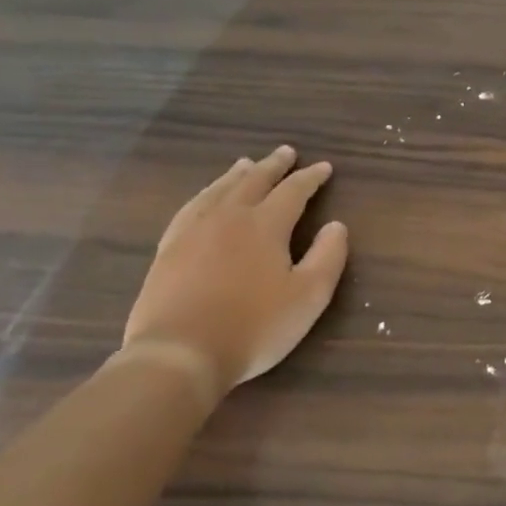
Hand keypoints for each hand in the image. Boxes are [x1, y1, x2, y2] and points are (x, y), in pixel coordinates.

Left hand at [122, 146, 349, 401]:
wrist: (179, 353)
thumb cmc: (254, 327)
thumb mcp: (309, 296)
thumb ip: (328, 257)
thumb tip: (337, 225)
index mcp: (266, 225)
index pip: (294, 191)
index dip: (311, 178)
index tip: (324, 167)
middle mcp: (229, 216)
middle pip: (254, 180)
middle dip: (274, 166)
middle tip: (286, 151)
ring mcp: (193, 230)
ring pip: (219, 190)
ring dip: (238, 174)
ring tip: (246, 164)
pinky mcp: (169, 249)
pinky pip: (190, 208)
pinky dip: (205, 195)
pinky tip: (205, 199)